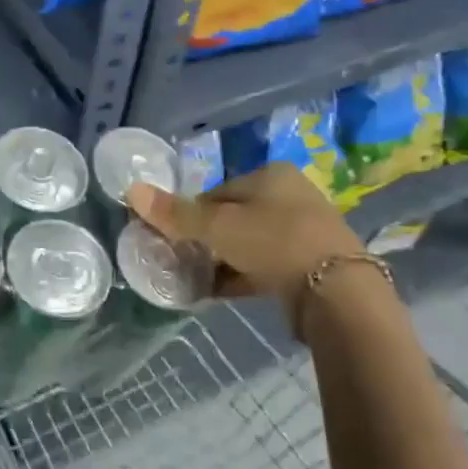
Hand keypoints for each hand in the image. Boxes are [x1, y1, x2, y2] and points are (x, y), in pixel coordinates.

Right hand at [127, 164, 362, 304]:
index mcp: (271, 176)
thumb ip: (175, 213)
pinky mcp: (306, 266)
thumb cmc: (273, 242)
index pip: (215, 192)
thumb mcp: (217, 226)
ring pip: (246, 244)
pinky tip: (214, 293)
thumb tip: (131, 190)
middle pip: (231, 218)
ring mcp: (302, 232)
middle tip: (179, 260)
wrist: (336, 291)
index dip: (189, 214)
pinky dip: (238, 277)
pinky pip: (261, 267)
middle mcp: (290, 197)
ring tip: (192, 279)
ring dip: (219, 261)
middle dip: (204, 240)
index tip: (170, 238)